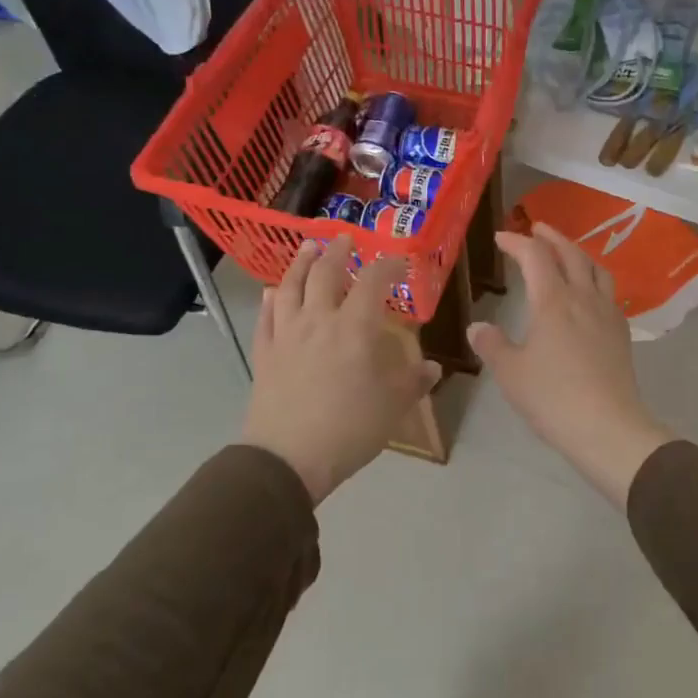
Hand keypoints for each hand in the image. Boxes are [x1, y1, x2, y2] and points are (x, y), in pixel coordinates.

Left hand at [241, 236, 441, 504]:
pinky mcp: (264, 353)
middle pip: (325, 273)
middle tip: (345, 238)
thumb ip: (414, 382)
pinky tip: (272, 292)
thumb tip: (433, 368)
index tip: (399, 260)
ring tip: (308, 248)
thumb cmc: (349, 428)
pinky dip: (271, 299)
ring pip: (290, 286)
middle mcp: (319, 320)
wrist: (289, 458)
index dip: (387, 265)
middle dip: (338, 252)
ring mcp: (287, 334)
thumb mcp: (394, 406)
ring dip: (300, 263)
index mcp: (355, 327)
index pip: (373, 281)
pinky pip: (266, 317)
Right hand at [468, 224, 671, 507]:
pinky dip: (593, 279)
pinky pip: (608, 292)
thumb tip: (477, 327)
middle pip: (571, 254)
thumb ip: (493, 345)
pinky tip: (588, 294)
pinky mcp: (621, 333)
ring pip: (595, 269)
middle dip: (551, 237)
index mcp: (553, 301)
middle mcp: (583, 298)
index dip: (517, 242)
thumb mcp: (511, 373)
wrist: (608, 426)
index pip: (535, 256)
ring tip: (566, 254)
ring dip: (578, 253)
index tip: (502, 238)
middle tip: (537, 229)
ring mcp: (607, 314)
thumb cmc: (553, 397)